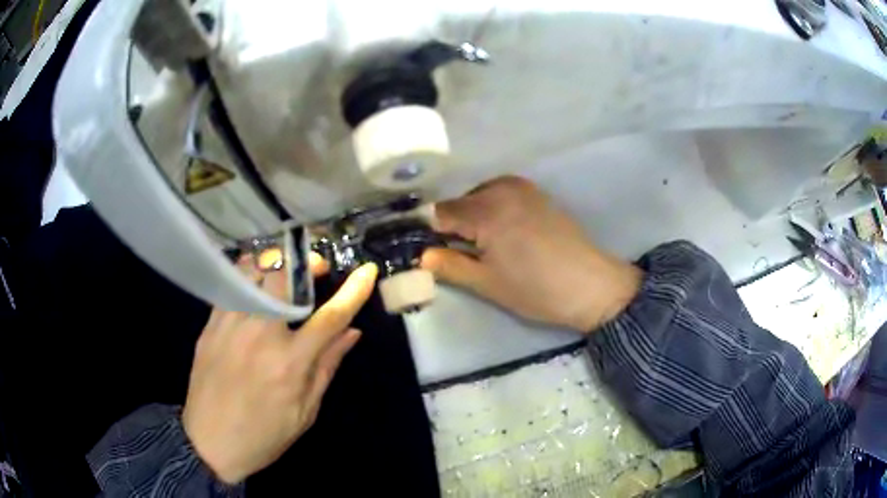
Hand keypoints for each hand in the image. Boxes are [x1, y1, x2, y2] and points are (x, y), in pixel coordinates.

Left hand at [182, 256, 377, 483]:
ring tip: (283, 277)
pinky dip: (247, 278)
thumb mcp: (305, 411)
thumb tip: (351, 332)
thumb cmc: (264, 435)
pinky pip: (229, 286)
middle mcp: (259, 335)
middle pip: (283, 278)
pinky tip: (254, 289)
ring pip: (253, 273)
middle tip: (314, 272)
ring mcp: (229, 326)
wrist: (210, 443)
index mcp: (289, 363)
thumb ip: (327, 366)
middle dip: (305, 266)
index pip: (329, 317)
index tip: (367, 271)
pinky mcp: (209, 326)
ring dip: (275, 267)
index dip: (353, 291)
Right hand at [422, 176, 641, 331]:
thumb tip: (422, 256)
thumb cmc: (536, 289)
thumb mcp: (487, 283)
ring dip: (473, 218)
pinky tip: (504, 235)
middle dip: (453, 226)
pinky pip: (501, 195)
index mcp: (486, 209)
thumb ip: (450, 266)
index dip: (430, 232)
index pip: (441, 213)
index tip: (427, 250)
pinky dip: (493, 211)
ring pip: (480, 197)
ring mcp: (523, 188)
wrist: (590, 285)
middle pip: (460, 202)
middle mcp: (502, 188)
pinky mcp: (538, 193)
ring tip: (483, 248)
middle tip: (458, 255)